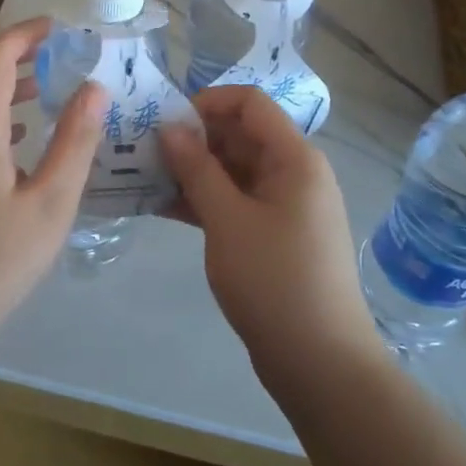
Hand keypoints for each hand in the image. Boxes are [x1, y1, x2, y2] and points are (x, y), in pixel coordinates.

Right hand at [160, 86, 374, 367]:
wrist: (320, 364)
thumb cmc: (275, 281)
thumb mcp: (228, 220)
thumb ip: (197, 168)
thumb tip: (171, 126)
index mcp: (294, 158)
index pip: (250, 103)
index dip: (207, 101)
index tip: (166, 121)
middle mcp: (294, 173)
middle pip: (240, 135)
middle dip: (193, 137)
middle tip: (144, 150)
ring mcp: (284, 205)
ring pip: (233, 169)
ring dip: (192, 170)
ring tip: (144, 176)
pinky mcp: (273, 234)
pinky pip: (235, 201)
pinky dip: (203, 200)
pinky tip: (161, 206)